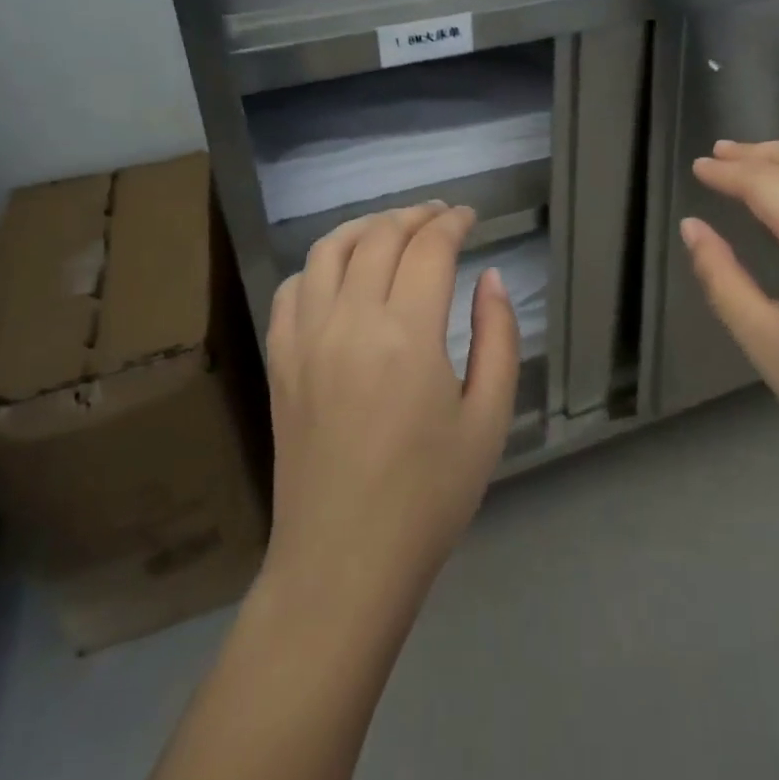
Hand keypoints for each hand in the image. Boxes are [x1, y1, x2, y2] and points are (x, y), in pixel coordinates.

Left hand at [264, 204, 518, 611]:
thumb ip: (498, 337)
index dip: (454, 223)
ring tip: (393, 228)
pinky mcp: (280, 361)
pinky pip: (293, 288)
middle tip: (441, 217)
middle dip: (415, 215)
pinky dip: (320, 264)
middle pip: (380, 236)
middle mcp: (349, 321)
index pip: (429, 247)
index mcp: (407, 335)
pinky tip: (341, 273)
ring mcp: (305, 339)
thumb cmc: (429, 497)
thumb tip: (490, 278)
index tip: (471, 217)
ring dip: (366, 227)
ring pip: (329, 250)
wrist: (343, 564)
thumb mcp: (488, 419)